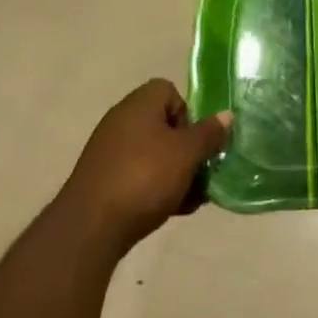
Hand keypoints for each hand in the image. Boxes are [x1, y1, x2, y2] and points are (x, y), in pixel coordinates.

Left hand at [59, 81, 230, 254]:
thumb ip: (208, 134)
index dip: (188, 114)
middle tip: (198, 174)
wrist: (91, 225)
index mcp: (140, 102)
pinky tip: (169, 210)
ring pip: (153, 153)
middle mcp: (123, 118)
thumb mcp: (186, 154)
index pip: (171, 92)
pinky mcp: (103, 177)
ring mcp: (110, 149)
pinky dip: (154, 187)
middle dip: (185, 149)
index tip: (196, 141)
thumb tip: (226, 115)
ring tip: (189, 199)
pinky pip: (137, 174)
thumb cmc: (144, 177)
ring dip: (174, 172)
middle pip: (164, 125)